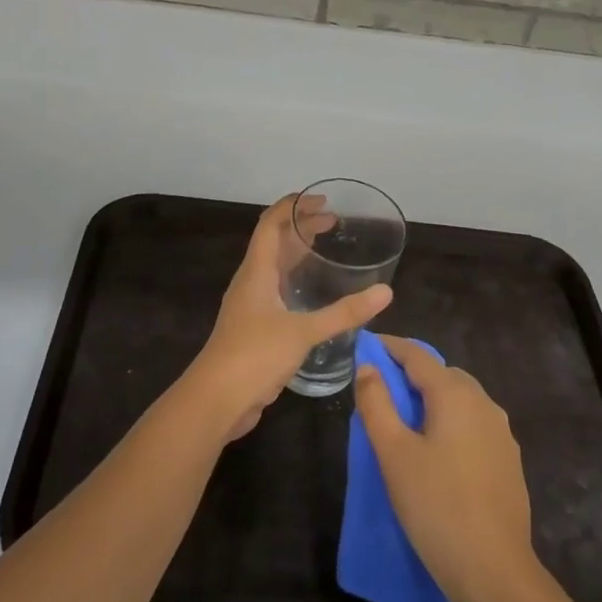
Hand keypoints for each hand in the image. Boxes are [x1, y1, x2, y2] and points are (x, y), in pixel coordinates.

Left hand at [183, 196, 392, 440]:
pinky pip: (276, 291)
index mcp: (256, 271)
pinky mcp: (254, 328)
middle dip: (301, 227)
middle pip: (274, 243)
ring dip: (297, 253)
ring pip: (274, 268)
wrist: (216, 401)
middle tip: (333, 222)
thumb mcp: (303, 331)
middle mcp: (251, 282)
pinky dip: (295, 281)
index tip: (321, 200)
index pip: (270, 224)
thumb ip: (344, 313)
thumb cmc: (254, 355)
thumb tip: (385, 292)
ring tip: (325, 249)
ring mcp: (250, 306)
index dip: (293, 207)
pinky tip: (313, 294)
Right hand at [354, 336, 537, 601]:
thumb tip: (367, 366)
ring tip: (406, 419)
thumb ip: (377, 404)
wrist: (494, 571)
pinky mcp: (509, 460)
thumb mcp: (394, 454)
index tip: (367, 346)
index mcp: (455, 394)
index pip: (417, 356)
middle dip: (412, 373)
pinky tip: (438, 450)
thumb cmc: (436, 506)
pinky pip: (474, 424)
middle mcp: (483, 403)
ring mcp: (502, 432)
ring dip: (433, 398)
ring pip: (461, 399)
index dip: (390, 347)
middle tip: (381, 388)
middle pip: (442, 374)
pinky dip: (451, 422)